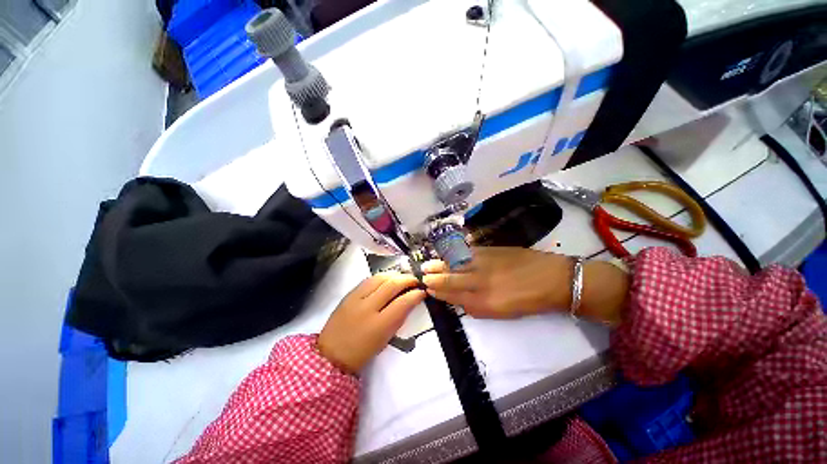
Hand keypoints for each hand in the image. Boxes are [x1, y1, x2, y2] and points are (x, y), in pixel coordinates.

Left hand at [318, 272, 425, 372]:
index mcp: (379, 325)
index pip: (403, 302)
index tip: (422, 292)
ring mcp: (356, 298)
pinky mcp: (349, 294)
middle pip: (392, 285)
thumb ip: (398, 318)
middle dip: (407, 279)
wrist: (331, 355)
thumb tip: (409, 301)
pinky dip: (382, 277)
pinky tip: (387, 279)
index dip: (415, 294)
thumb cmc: (362, 352)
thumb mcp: (385, 339)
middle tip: (415, 281)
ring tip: (402, 277)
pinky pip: (368, 279)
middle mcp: (367, 308)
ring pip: (380, 278)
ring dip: (395, 275)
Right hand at [421, 247, 572, 318]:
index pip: (453, 296)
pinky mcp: (489, 250)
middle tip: (422, 276)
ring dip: (438, 265)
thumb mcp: (502, 313)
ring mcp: (483, 263)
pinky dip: (453, 255)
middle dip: (433, 278)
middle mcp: (479, 282)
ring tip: (427, 265)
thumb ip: (477, 306)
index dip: (439, 292)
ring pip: (454, 264)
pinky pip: (465, 252)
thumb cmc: (528, 301)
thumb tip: (459, 300)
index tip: (428, 289)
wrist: (552, 279)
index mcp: (483, 302)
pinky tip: (445, 255)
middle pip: (449, 279)